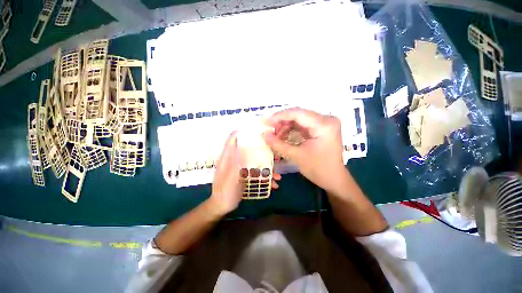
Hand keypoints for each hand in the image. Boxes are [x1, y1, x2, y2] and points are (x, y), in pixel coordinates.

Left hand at [210, 131, 282, 214]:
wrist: (222, 207)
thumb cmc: (224, 193)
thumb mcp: (230, 180)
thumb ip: (236, 165)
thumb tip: (245, 149)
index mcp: (228, 158)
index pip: (233, 140)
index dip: (241, 132)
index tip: (255, 130)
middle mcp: (235, 160)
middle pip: (248, 149)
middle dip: (262, 151)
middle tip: (275, 154)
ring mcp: (241, 167)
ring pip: (255, 161)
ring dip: (267, 167)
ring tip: (278, 175)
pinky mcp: (245, 175)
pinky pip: (257, 172)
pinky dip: (265, 177)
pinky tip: (273, 184)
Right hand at [263, 108, 347, 192]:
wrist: (334, 179)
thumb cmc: (318, 169)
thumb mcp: (296, 156)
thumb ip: (278, 144)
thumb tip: (263, 135)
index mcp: (324, 124)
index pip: (298, 113)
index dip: (279, 116)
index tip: (266, 123)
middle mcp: (326, 119)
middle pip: (298, 114)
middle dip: (282, 122)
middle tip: (270, 131)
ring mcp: (324, 123)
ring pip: (299, 119)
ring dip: (286, 126)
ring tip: (276, 136)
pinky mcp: (321, 128)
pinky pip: (303, 124)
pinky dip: (292, 129)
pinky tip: (284, 136)